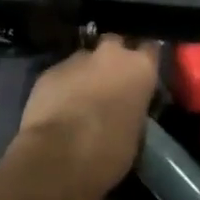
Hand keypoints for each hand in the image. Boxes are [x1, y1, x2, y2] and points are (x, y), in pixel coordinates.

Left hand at [16, 36, 160, 197]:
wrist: (58, 156)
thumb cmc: (109, 150)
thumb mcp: (136, 131)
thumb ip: (133, 107)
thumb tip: (126, 107)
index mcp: (140, 68)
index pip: (150, 48)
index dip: (144, 60)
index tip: (141, 73)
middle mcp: (111, 54)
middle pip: (115, 43)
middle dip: (112, 58)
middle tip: (110, 81)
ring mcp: (77, 59)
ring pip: (85, 58)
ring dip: (85, 72)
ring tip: (81, 96)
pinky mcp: (49, 71)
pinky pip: (61, 73)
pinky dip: (62, 85)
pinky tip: (58, 105)